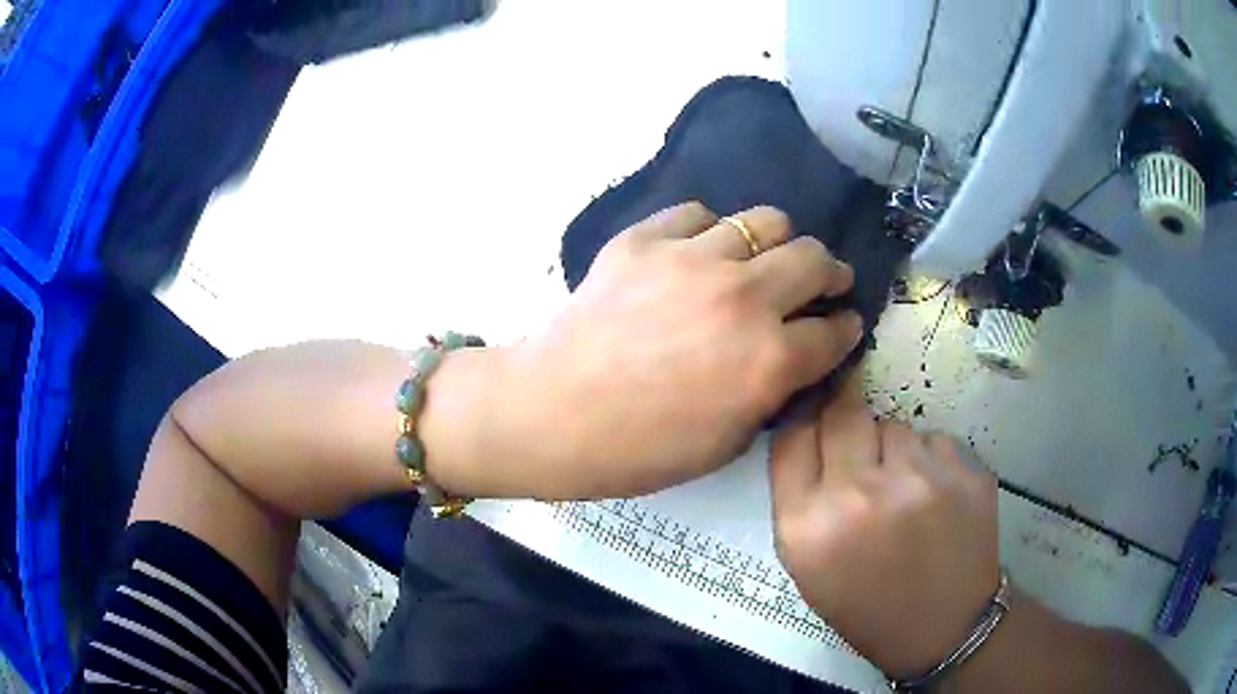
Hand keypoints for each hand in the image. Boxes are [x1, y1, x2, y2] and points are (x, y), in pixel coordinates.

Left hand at [494, 202, 861, 498]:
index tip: (843, 325)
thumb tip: (793, 357)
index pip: (834, 331)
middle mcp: (743, 297)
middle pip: (815, 259)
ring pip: (766, 221)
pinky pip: (698, 214)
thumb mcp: (726, 442)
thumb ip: (772, 392)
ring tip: (764, 261)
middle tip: (823, 284)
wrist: (551, 412)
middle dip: (830, 274)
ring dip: (778, 244)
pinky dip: (710, 232)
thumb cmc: (638, 448)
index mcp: (768, 360)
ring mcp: (692, 258)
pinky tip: (699, 254)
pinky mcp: (646, 239)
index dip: (846, 328)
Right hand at [769, 375, 999, 679]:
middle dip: (848, 424)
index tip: (816, 417)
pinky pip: (935, 440)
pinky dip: (930, 460)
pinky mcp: (966, 474)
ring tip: (903, 491)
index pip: (793, 435)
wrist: (942, 628)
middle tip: (862, 454)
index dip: (804, 419)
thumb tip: (808, 424)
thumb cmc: (865, 604)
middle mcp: (861, 495)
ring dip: (893, 448)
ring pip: (895, 425)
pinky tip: (935, 498)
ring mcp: (920, 480)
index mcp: (809, 526)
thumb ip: (798, 496)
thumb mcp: (807, 565)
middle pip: (844, 412)